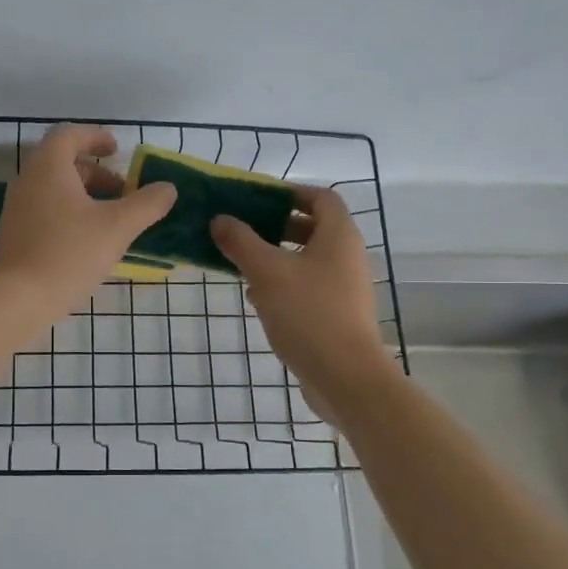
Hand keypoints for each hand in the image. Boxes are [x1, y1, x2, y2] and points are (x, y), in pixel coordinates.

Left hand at [0, 125, 177, 319]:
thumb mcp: (118, 227)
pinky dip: (69, 213)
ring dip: (84, 195)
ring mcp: (17, 209)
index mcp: (48, 168)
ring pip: (54, 189)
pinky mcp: (15, 234)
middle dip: (96, 172)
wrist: (18, 299)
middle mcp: (27, 181)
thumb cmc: (69, 253)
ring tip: (111, 219)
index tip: (117, 149)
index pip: (69, 135)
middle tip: (122, 191)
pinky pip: (45, 210)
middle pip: (62, 162)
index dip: (95, 137)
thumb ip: (147, 204)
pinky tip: (89, 241)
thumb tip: (167, 188)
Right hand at [210, 187, 392, 397]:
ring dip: (276, 257)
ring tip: (242, 263)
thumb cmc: (308, 313)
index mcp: (339, 236)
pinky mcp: (336, 315)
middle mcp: (347, 256)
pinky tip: (256, 298)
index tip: (257, 199)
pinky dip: (283, 285)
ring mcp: (344, 288)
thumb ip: (241, 241)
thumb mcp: (267, 272)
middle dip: (276, 226)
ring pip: (307, 260)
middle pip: (313, 228)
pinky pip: (307, 287)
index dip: (290, 192)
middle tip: (243, 230)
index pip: (320, 197)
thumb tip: (220, 219)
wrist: (344, 376)